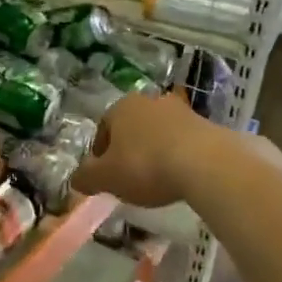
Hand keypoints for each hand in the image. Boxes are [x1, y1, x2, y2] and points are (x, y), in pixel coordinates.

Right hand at [71, 92, 213, 207]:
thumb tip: (76, 179)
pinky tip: (179, 176)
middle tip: (128, 178)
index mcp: (121, 107)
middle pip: (131, 128)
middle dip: (128, 150)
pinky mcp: (205, 124)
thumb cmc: (145, 166)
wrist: (205, 163)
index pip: (103, 129)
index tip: (104, 177)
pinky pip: (181, 141)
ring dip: (153, 152)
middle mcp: (150, 101)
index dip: (100, 154)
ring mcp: (180, 110)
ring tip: (156, 180)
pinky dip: (176, 156)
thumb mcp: (106, 178)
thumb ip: (86, 178)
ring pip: (157, 133)